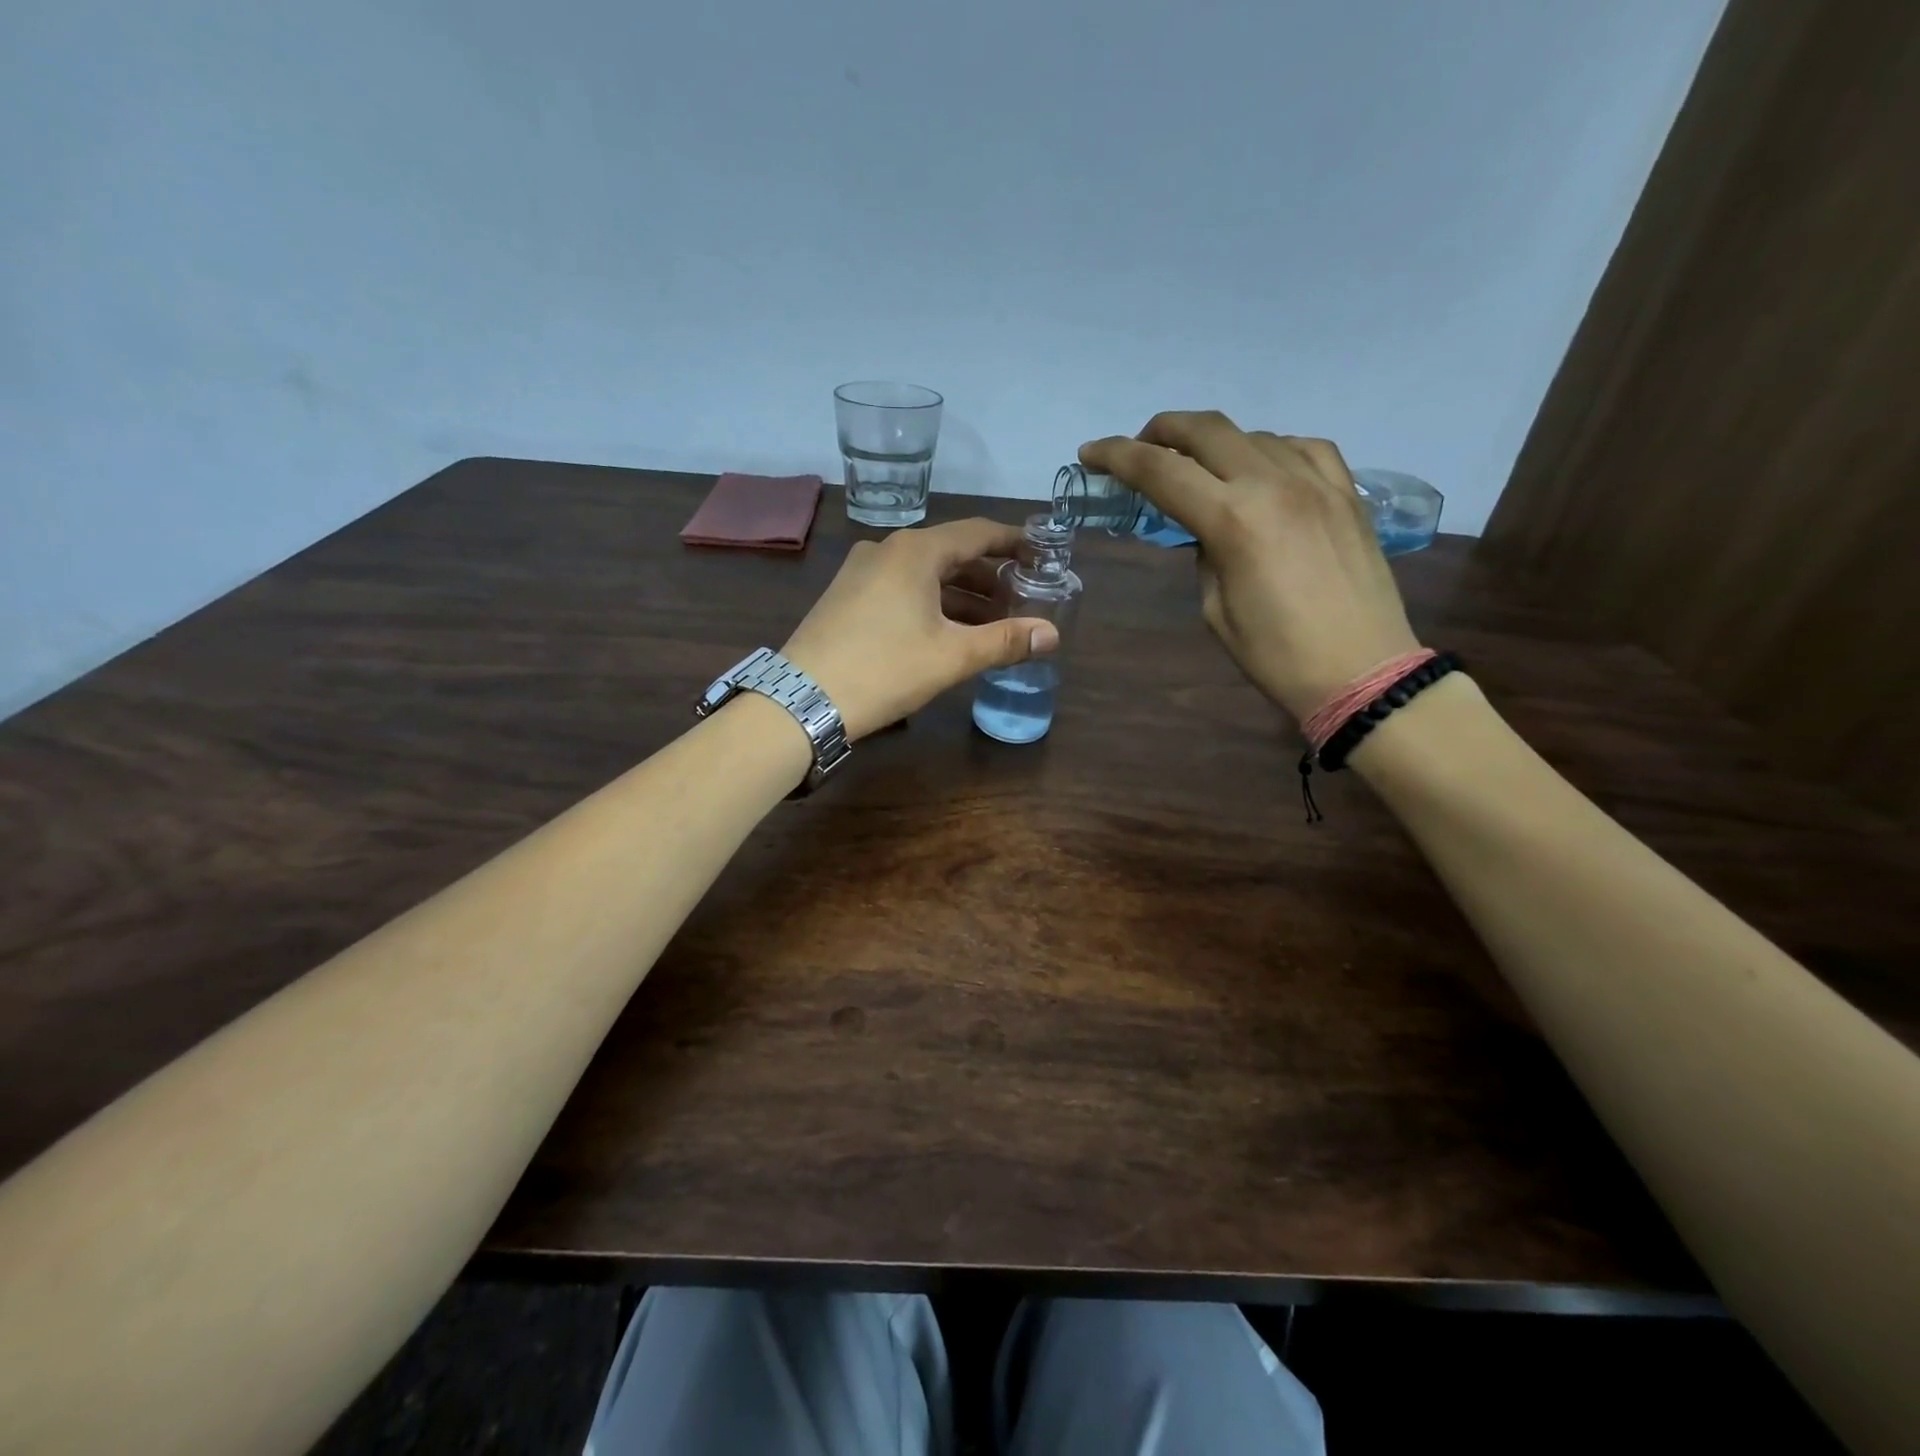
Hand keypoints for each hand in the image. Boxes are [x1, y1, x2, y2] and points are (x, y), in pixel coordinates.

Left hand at [780, 518, 1059, 739]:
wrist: (802, 700)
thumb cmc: (884, 670)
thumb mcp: (951, 656)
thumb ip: (1004, 641)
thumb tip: (1052, 634)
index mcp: (914, 551)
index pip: (977, 533)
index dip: (1013, 543)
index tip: (1041, 554)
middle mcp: (886, 550)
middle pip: (950, 553)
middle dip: (988, 577)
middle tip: (1022, 598)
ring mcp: (860, 572)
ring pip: (924, 575)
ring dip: (960, 595)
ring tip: (992, 622)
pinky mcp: (845, 597)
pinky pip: (900, 589)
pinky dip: (930, 603)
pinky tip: (946, 631)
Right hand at [1080, 412, 1418, 721]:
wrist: (1363, 671)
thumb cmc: (1276, 656)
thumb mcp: (1217, 609)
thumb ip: (1206, 556)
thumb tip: (1208, 530)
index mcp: (1233, 520)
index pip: (1161, 471)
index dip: (1117, 457)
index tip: (1090, 453)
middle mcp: (1274, 484)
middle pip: (1206, 430)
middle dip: (1161, 431)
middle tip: (1139, 448)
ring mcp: (1317, 482)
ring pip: (1253, 434)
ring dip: (1214, 442)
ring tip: (1199, 467)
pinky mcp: (1347, 493)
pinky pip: (1303, 448)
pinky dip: (1270, 450)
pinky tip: (1262, 469)